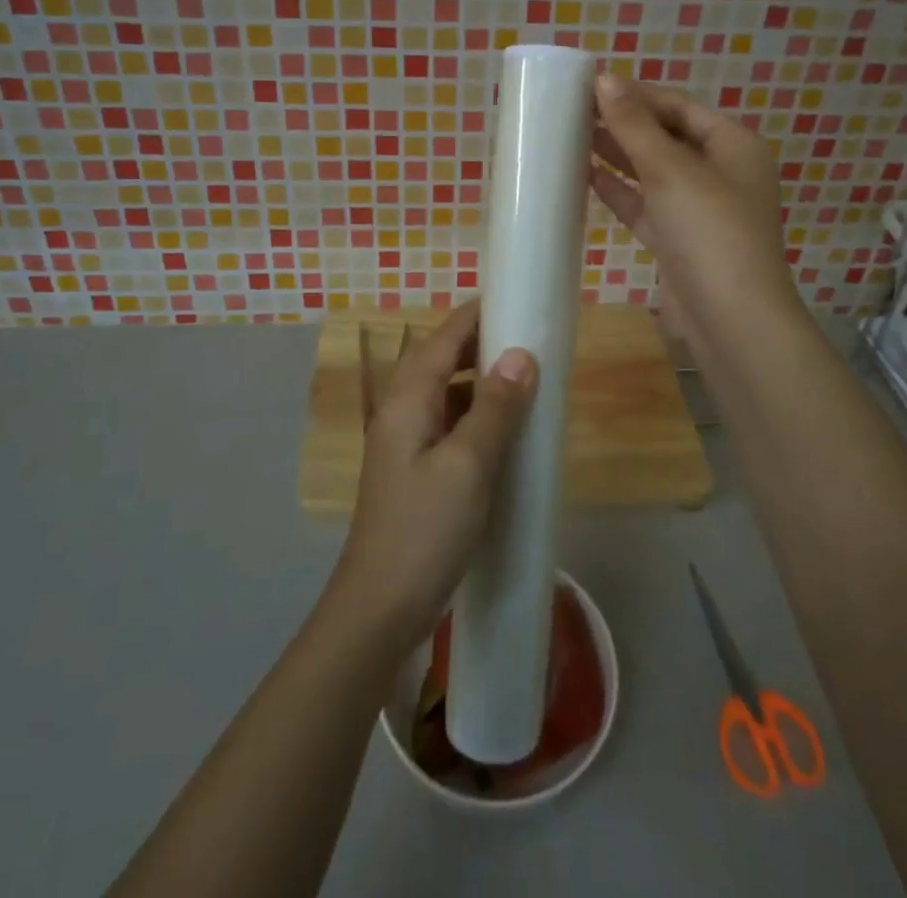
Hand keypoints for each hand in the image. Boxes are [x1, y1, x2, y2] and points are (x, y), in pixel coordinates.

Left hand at [325, 300, 536, 654]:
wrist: (379, 610)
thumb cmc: (424, 530)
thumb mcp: (468, 466)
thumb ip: (494, 408)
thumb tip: (520, 355)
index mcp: (408, 401)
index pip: (442, 339)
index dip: (474, 315)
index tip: (512, 296)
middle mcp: (401, 413)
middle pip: (440, 361)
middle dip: (480, 344)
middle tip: (527, 336)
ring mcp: (405, 445)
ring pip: (446, 395)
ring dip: (480, 381)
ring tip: (523, 378)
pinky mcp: (415, 473)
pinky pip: (449, 426)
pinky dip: (476, 416)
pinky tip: (504, 431)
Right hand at [589, 74, 800, 357]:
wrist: (730, 319)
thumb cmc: (709, 230)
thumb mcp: (671, 169)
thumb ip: (634, 125)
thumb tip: (605, 78)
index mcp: (733, 145)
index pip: (679, 106)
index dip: (637, 94)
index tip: (591, 85)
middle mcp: (719, 172)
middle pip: (665, 137)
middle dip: (624, 123)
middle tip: (574, 109)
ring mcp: (698, 209)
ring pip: (652, 172)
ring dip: (617, 155)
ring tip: (571, 135)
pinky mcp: (677, 240)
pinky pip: (644, 205)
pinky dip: (618, 191)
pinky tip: (584, 176)